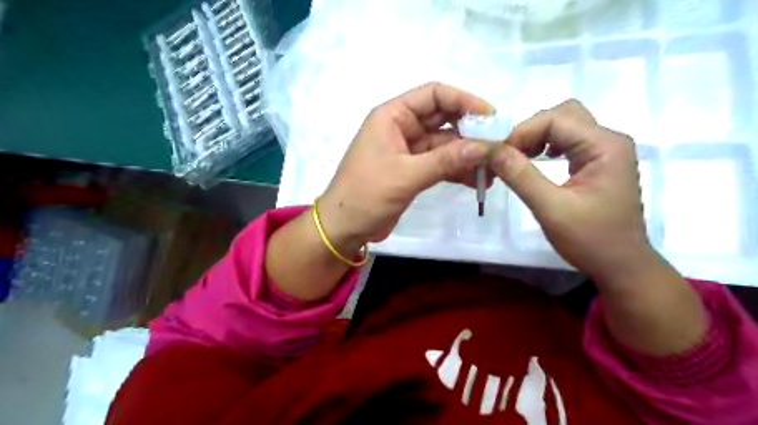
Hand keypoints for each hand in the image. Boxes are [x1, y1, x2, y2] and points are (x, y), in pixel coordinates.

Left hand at [317, 82, 491, 252]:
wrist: (344, 228)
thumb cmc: (365, 195)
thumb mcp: (405, 176)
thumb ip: (445, 160)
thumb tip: (485, 146)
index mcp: (392, 116)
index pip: (434, 94)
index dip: (464, 100)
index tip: (491, 117)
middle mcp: (402, 128)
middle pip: (443, 119)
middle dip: (471, 130)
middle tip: (498, 145)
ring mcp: (408, 150)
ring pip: (445, 144)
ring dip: (468, 154)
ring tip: (493, 169)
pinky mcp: (413, 171)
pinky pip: (441, 164)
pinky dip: (457, 170)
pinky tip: (477, 181)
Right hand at [492, 100, 658, 285]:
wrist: (621, 266)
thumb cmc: (590, 240)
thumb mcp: (551, 209)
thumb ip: (521, 176)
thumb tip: (491, 150)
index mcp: (604, 146)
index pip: (556, 119)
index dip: (523, 132)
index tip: (498, 154)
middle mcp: (608, 141)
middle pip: (563, 116)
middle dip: (530, 131)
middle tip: (508, 155)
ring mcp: (605, 151)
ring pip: (564, 127)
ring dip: (537, 138)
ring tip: (517, 159)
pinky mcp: (598, 163)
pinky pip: (568, 142)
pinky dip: (546, 147)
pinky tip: (535, 162)